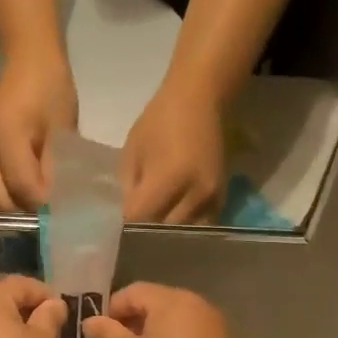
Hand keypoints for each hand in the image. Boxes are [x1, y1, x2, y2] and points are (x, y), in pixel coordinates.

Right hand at [0, 55, 77, 212]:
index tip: (64, 208)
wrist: (28, 60)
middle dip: (25, 211)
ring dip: (15, 206)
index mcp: (5, 135)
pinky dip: (9, 194)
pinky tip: (29, 190)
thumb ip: (56, 165)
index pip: (21, 186)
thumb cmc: (51, 87)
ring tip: (40, 202)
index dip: (43, 203)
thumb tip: (56, 202)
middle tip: (50, 211)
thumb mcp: (62, 126)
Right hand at [84, 283, 253, 337]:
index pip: (134, 291)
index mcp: (175, 301)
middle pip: (158, 305)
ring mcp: (218, 331)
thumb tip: (91, 320)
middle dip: (133, 323)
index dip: (111, 309)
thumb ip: (107, 334)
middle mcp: (201, 307)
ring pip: (176, 324)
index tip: (97, 335)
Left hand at [120, 80, 226, 223]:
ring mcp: (212, 198)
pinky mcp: (222, 199)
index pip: (141, 217)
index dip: (125, 225)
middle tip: (130, 235)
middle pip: (164, 230)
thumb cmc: (159, 121)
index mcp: (170, 177)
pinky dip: (184, 229)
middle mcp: (195, 193)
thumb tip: (127, 216)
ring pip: (184, 233)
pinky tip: (171, 224)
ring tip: (151, 233)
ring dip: (166, 235)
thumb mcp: (133, 151)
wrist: (200, 102)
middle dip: (145, 235)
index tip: (115, 227)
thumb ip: (129, 186)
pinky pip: (201, 226)